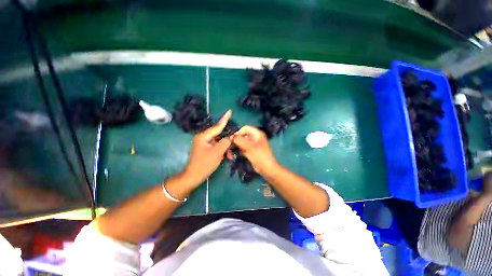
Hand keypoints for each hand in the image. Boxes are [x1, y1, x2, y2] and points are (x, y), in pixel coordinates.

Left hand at [183, 110, 232, 185]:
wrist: (194, 176)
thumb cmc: (204, 164)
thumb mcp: (217, 152)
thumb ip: (225, 142)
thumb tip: (230, 137)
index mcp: (204, 136)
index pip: (217, 127)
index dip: (225, 119)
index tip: (229, 111)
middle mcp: (204, 138)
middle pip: (219, 135)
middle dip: (228, 140)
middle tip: (236, 141)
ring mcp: (205, 144)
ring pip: (220, 142)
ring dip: (226, 148)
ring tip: (230, 156)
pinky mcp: (207, 149)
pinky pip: (217, 147)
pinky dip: (223, 151)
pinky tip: (227, 157)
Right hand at [232, 126, 278, 173]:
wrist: (267, 169)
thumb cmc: (259, 155)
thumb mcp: (249, 146)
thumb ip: (239, 140)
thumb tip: (230, 137)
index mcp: (257, 133)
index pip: (245, 128)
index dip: (238, 132)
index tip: (231, 140)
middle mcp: (254, 137)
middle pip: (242, 135)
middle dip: (235, 141)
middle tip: (228, 147)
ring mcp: (252, 145)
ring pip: (241, 142)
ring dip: (235, 147)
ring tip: (229, 154)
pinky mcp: (250, 151)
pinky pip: (242, 148)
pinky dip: (238, 151)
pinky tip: (232, 155)